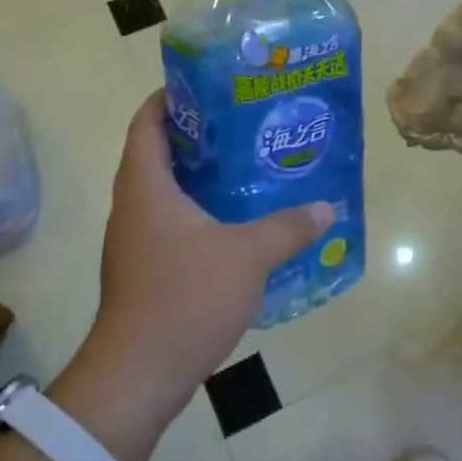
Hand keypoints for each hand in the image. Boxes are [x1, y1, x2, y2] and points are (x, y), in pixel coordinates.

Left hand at [63, 93, 331, 426]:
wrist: (139, 374)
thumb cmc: (185, 298)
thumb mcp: (247, 256)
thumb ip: (289, 227)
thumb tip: (327, 208)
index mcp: (146, 187)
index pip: (149, 121)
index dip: (174, 97)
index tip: (214, 86)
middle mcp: (134, 206)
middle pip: (161, 152)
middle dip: (202, 135)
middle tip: (248, 125)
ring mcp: (137, 240)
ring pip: (169, 191)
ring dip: (205, 177)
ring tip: (251, 168)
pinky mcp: (147, 268)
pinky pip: (175, 224)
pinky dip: (204, 213)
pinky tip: (241, 223)